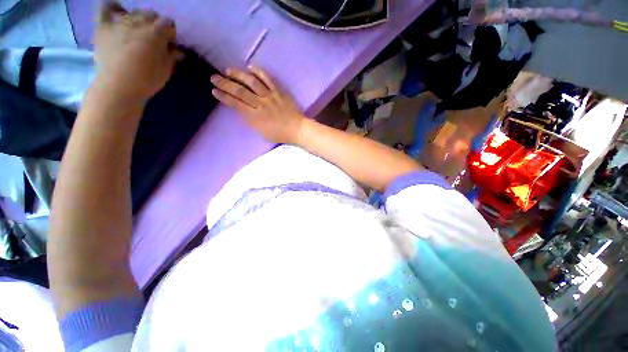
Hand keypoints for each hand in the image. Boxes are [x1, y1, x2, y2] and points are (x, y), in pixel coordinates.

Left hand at [93, 2, 180, 102]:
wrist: (117, 88)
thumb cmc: (146, 81)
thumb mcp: (166, 71)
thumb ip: (172, 56)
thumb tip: (178, 51)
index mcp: (156, 32)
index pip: (169, 24)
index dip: (170, 36)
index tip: (169, 48)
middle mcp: (138, 21)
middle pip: (151, 15)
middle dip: (155, 26)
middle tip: (153, 42)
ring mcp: (119, 21)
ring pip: (133, 12)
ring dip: (138, 21)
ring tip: (136, 34)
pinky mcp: (103, 26)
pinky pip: (105, 7)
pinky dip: (112, 7)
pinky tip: (117, 13)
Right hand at [211, 67, 304, 143]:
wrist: (297, 129)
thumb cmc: (279, 134)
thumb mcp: (261, 132)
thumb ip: (250, 121)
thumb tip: (240, 110)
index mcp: (256, 117)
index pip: (236, 104)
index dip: (224, 96)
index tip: (214, 90)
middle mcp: (261, 104)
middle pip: (240, 91)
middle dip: (225, 83)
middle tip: (214, 77)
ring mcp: (270, 96)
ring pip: (252, 82)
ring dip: (239, 75)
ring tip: (228, 70)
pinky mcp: (279, 92)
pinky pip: (268, 79)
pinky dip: (259, 72)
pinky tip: (250, 67)